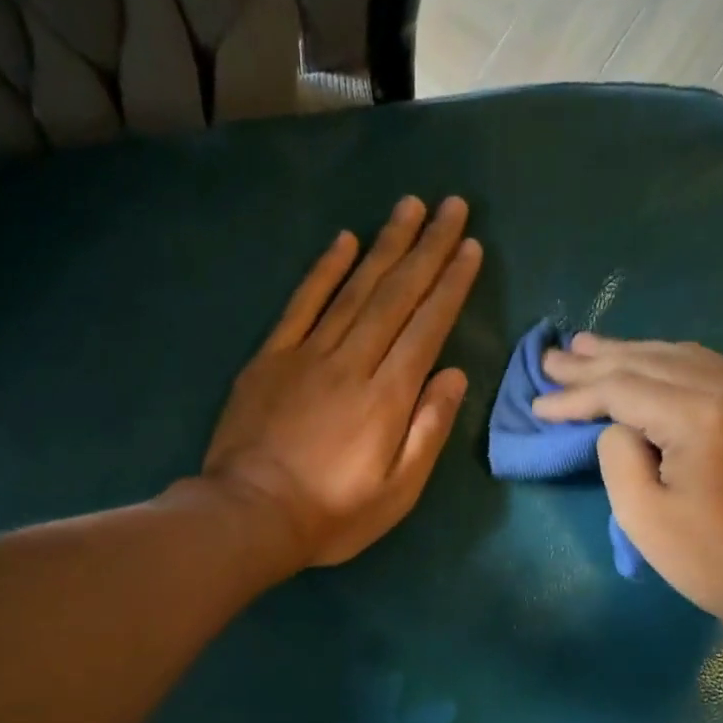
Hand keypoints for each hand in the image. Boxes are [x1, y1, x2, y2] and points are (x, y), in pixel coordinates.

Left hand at [202, 196, 481, 568]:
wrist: (251, 515)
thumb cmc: (333, 514)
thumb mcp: (398, 491)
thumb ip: (428, 430)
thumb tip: (454, 375)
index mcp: (388, 396)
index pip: (427, 327)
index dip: (452, 285)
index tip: (471, 248)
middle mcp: (352, 362)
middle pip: (396, 295)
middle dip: (428, 248)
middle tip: (452, 206)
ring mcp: (307, 355)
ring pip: (354, 288)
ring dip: (385, 245)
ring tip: (410, 207)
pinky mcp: (270, 359)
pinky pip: (301, 303)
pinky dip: (324, 270)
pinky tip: (344, 241)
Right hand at [533, 336, 722, 627]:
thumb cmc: (710, 560)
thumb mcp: (642, 516)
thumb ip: (617, 456)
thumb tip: (617, 426)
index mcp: (703, 418)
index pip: (625, 389)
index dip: (577, 395)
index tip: (538, 403)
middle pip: (652, 363)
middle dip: (597, 362)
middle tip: (553, 357)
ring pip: (680, 358)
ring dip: (630, 354)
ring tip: (587, 347)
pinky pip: (705, 370)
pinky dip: (665, 363)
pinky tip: (644, 360)